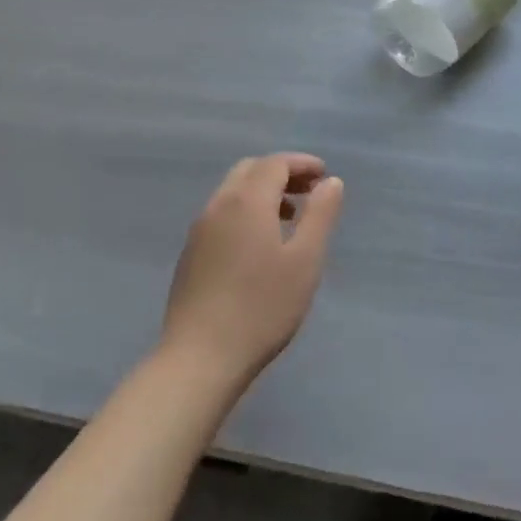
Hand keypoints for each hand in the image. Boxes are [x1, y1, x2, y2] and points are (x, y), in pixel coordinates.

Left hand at [159, 153, 344, 392]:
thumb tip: (330, 182)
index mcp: (246, 200)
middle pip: (250, 171)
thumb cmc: (262, 307)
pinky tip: (260, 244)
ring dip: (262, 192)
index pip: (275, 164)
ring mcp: (199, 229)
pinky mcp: (191, 253)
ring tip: (290, 217)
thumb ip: (320, 215)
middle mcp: (218, 205)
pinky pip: (221, 214)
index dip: (301, 164)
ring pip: (232, 192)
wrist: (201, 357)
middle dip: (281, 173)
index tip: (324, 175)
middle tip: (309, 192)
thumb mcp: (305, 260)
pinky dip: (245, 211)